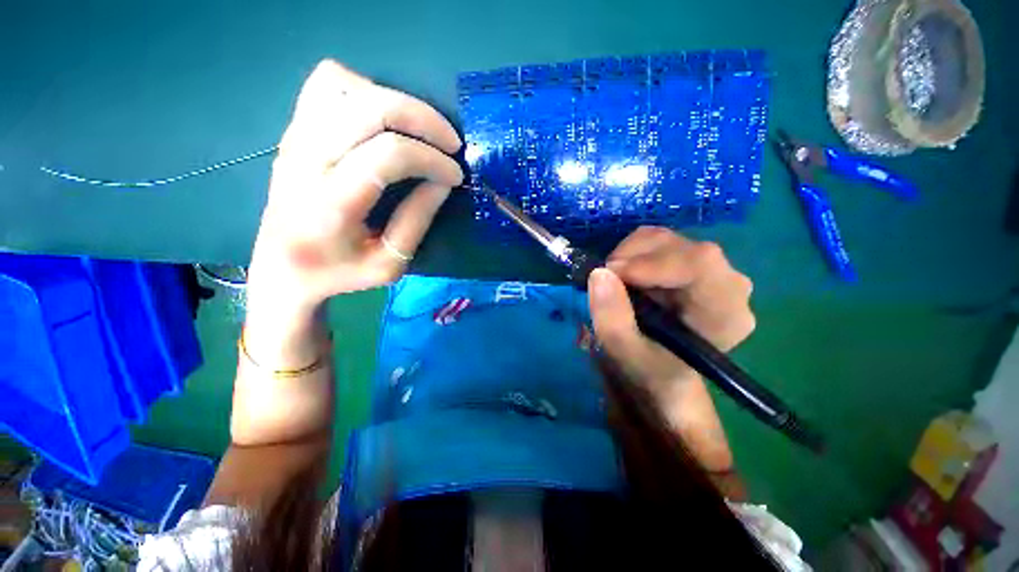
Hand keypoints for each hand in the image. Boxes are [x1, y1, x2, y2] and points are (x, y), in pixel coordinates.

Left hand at [247, 59, 463, 319]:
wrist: (283, 269)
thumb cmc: (340, 273)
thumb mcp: (389, 266)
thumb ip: (417, 221)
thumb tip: (443, 181)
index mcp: (331, 204)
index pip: (388, 155)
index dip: (431, 159)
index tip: (455, 176)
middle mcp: (307, 160)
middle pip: (370, 108)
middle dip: (423, 119)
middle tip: (451, 143)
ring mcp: (296, 138)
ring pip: (347, 86)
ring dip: (396, 103)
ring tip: (420, 132)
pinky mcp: (294, 130)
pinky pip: (327, 84)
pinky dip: (365, 90)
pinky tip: (383, 121)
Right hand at [588, 227, 753, 471]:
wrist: (662, 374)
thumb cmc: (650, 371)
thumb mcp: (625, 354)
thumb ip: (612, 319)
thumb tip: (598, 273)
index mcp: (724, 313)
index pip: (699, 265)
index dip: (651, 263)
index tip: (610, 274)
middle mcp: (728, 284)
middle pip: (680, 246)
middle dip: (632, 257)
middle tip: (605, 280)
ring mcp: (709, 269)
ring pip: (664, 239)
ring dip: (628, 255)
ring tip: (615, 283)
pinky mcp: (689, 262)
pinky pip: (656, 242)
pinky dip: (631, 253)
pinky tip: (626, 277)